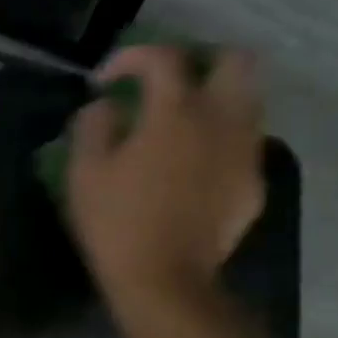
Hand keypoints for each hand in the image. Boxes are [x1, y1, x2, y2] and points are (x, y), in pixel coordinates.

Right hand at [67, 45, 263, 315]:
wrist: (165, 281)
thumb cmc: (117, 222)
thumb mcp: (85, 172)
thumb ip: (94, 126)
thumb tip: (105, 106)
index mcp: (176, 112)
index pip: (164, 57)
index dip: (131, 58)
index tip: (106, 81)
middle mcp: (222, 121)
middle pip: (235, 61)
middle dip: (201, 60)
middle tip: (169, 82)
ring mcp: (244, 153)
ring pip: (249, 101)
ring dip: (217, 98)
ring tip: (183, 121)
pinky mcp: (252, 184)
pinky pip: (245, 143)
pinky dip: (222, 139)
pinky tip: (194, 164)